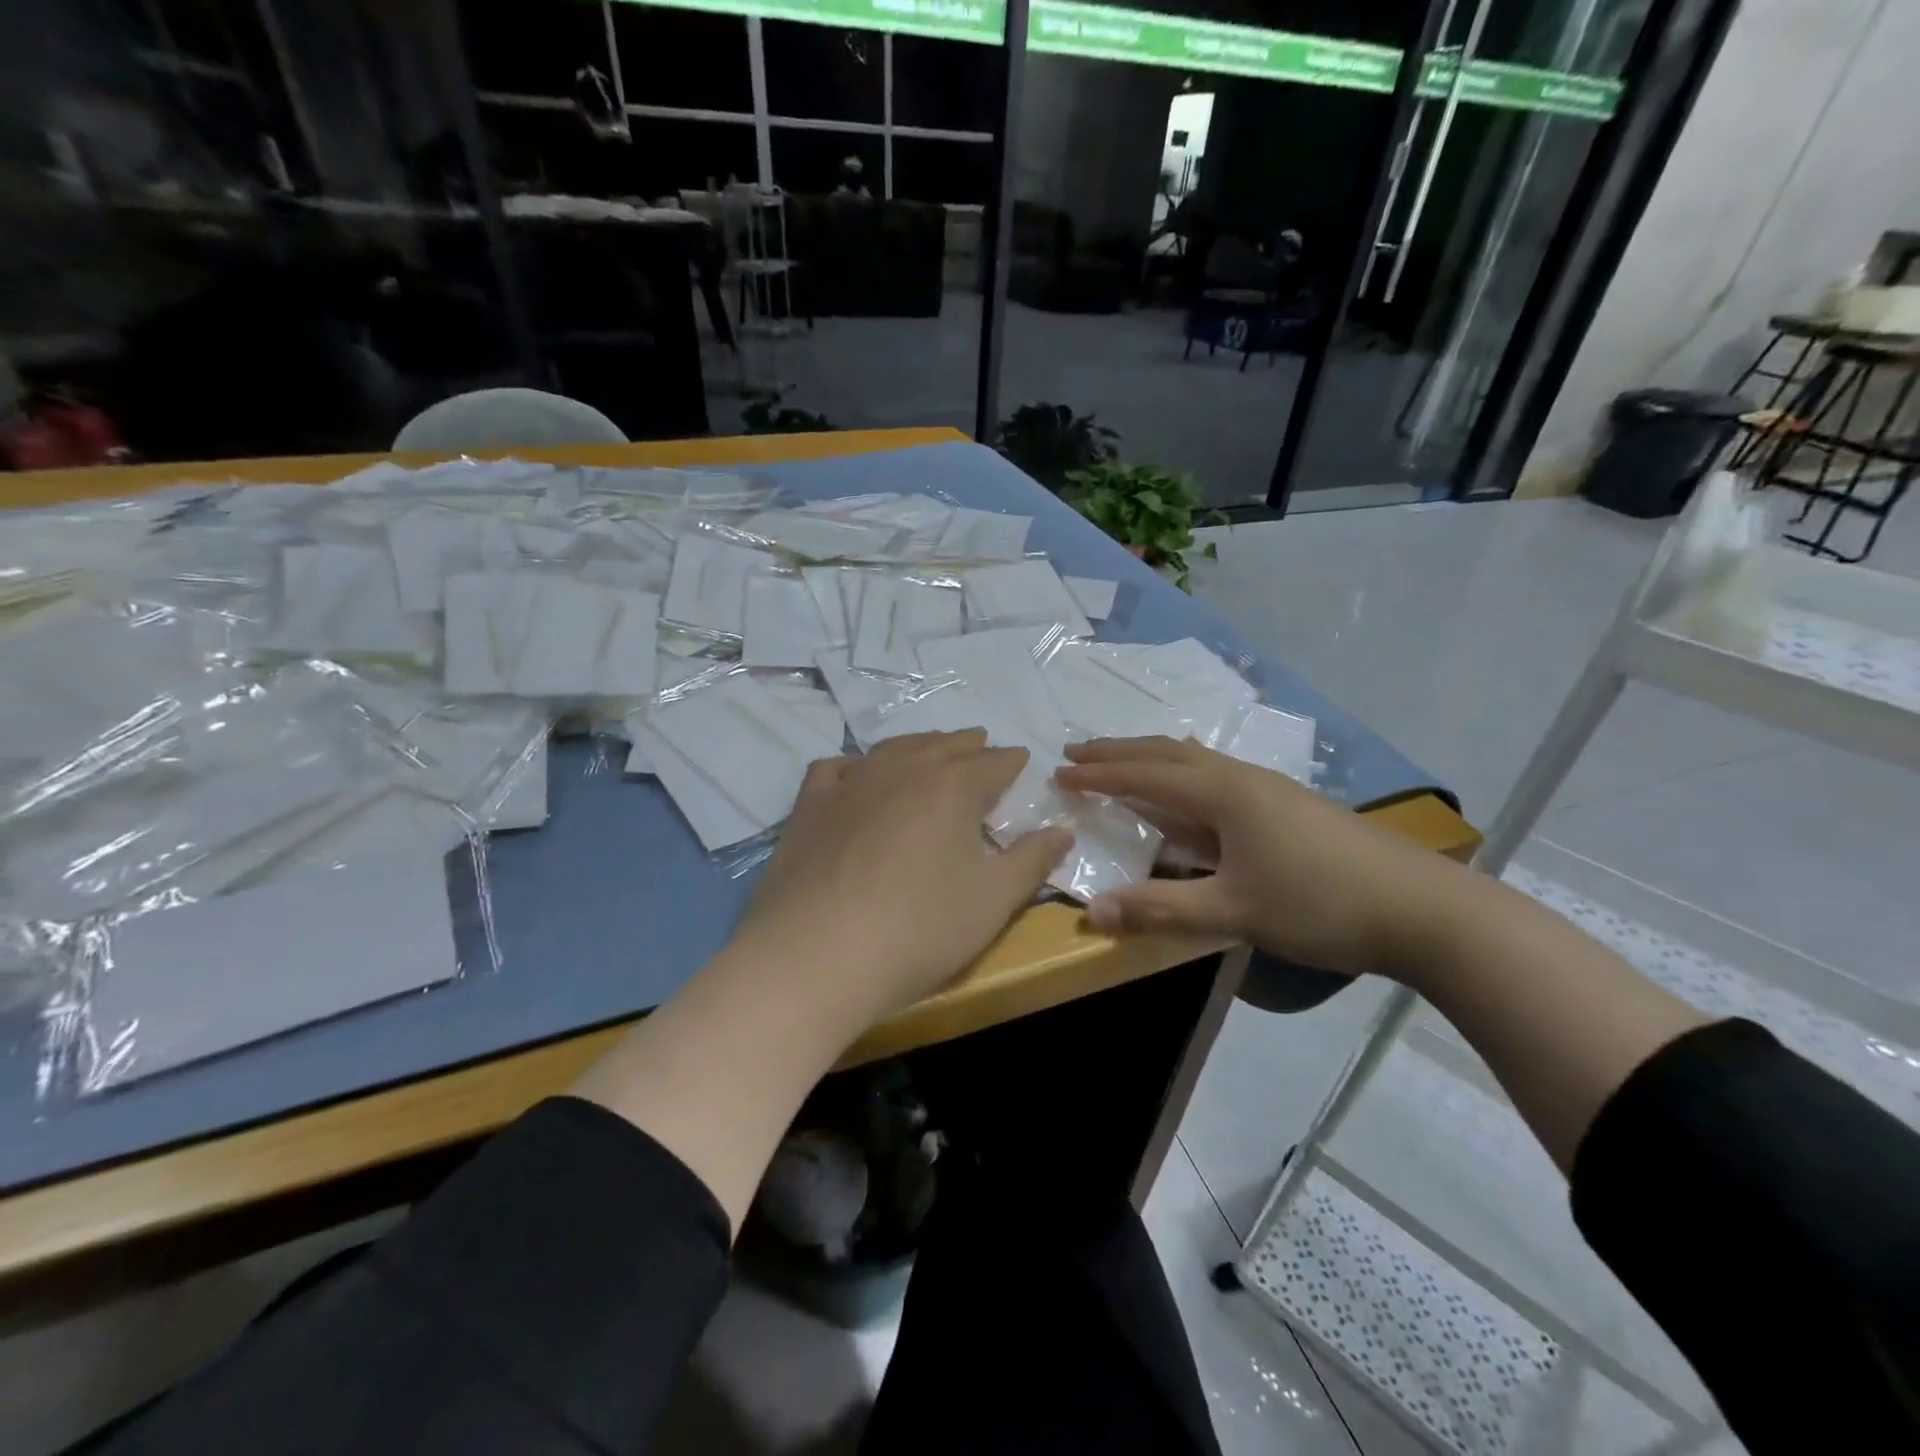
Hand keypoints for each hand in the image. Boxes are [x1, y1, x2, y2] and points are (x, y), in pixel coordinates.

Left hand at [733, 730, 1073, 1024]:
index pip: (992, 764)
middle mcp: (903, 771)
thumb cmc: (918, 930)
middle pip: (943, 747)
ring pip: (894, 749)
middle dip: (968, 745)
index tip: (1021, 759)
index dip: (1010, 761)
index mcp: (952, 789)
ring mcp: (851, 784)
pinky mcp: (810, 805)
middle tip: (982, 743)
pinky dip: (856, 765)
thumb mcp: (992, 902)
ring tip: (932, 748)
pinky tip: (857, 773)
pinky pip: (836, 768)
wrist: (815, 957)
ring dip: (920, 745)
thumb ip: (1031, 862)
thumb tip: (1063, 831)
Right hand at [1054, 736, 1467, 977]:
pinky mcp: (1288, 807)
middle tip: (1078, 752)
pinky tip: (1190, 795)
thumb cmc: (1320, 903)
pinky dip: (1183, 777)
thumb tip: (1090, 912)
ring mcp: (1269, 790)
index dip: (1099, 774)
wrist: (1422, 908)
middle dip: (1119, 752)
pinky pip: (1217, 778)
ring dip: (1152, 760)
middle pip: (1168, 752)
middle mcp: (1241, 778)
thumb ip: (1160, 908)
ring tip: (1123, 764)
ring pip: (1196, 761)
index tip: (1059, 772)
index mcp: (1222, 793)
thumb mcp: (1233, 911)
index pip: (1145, 775)